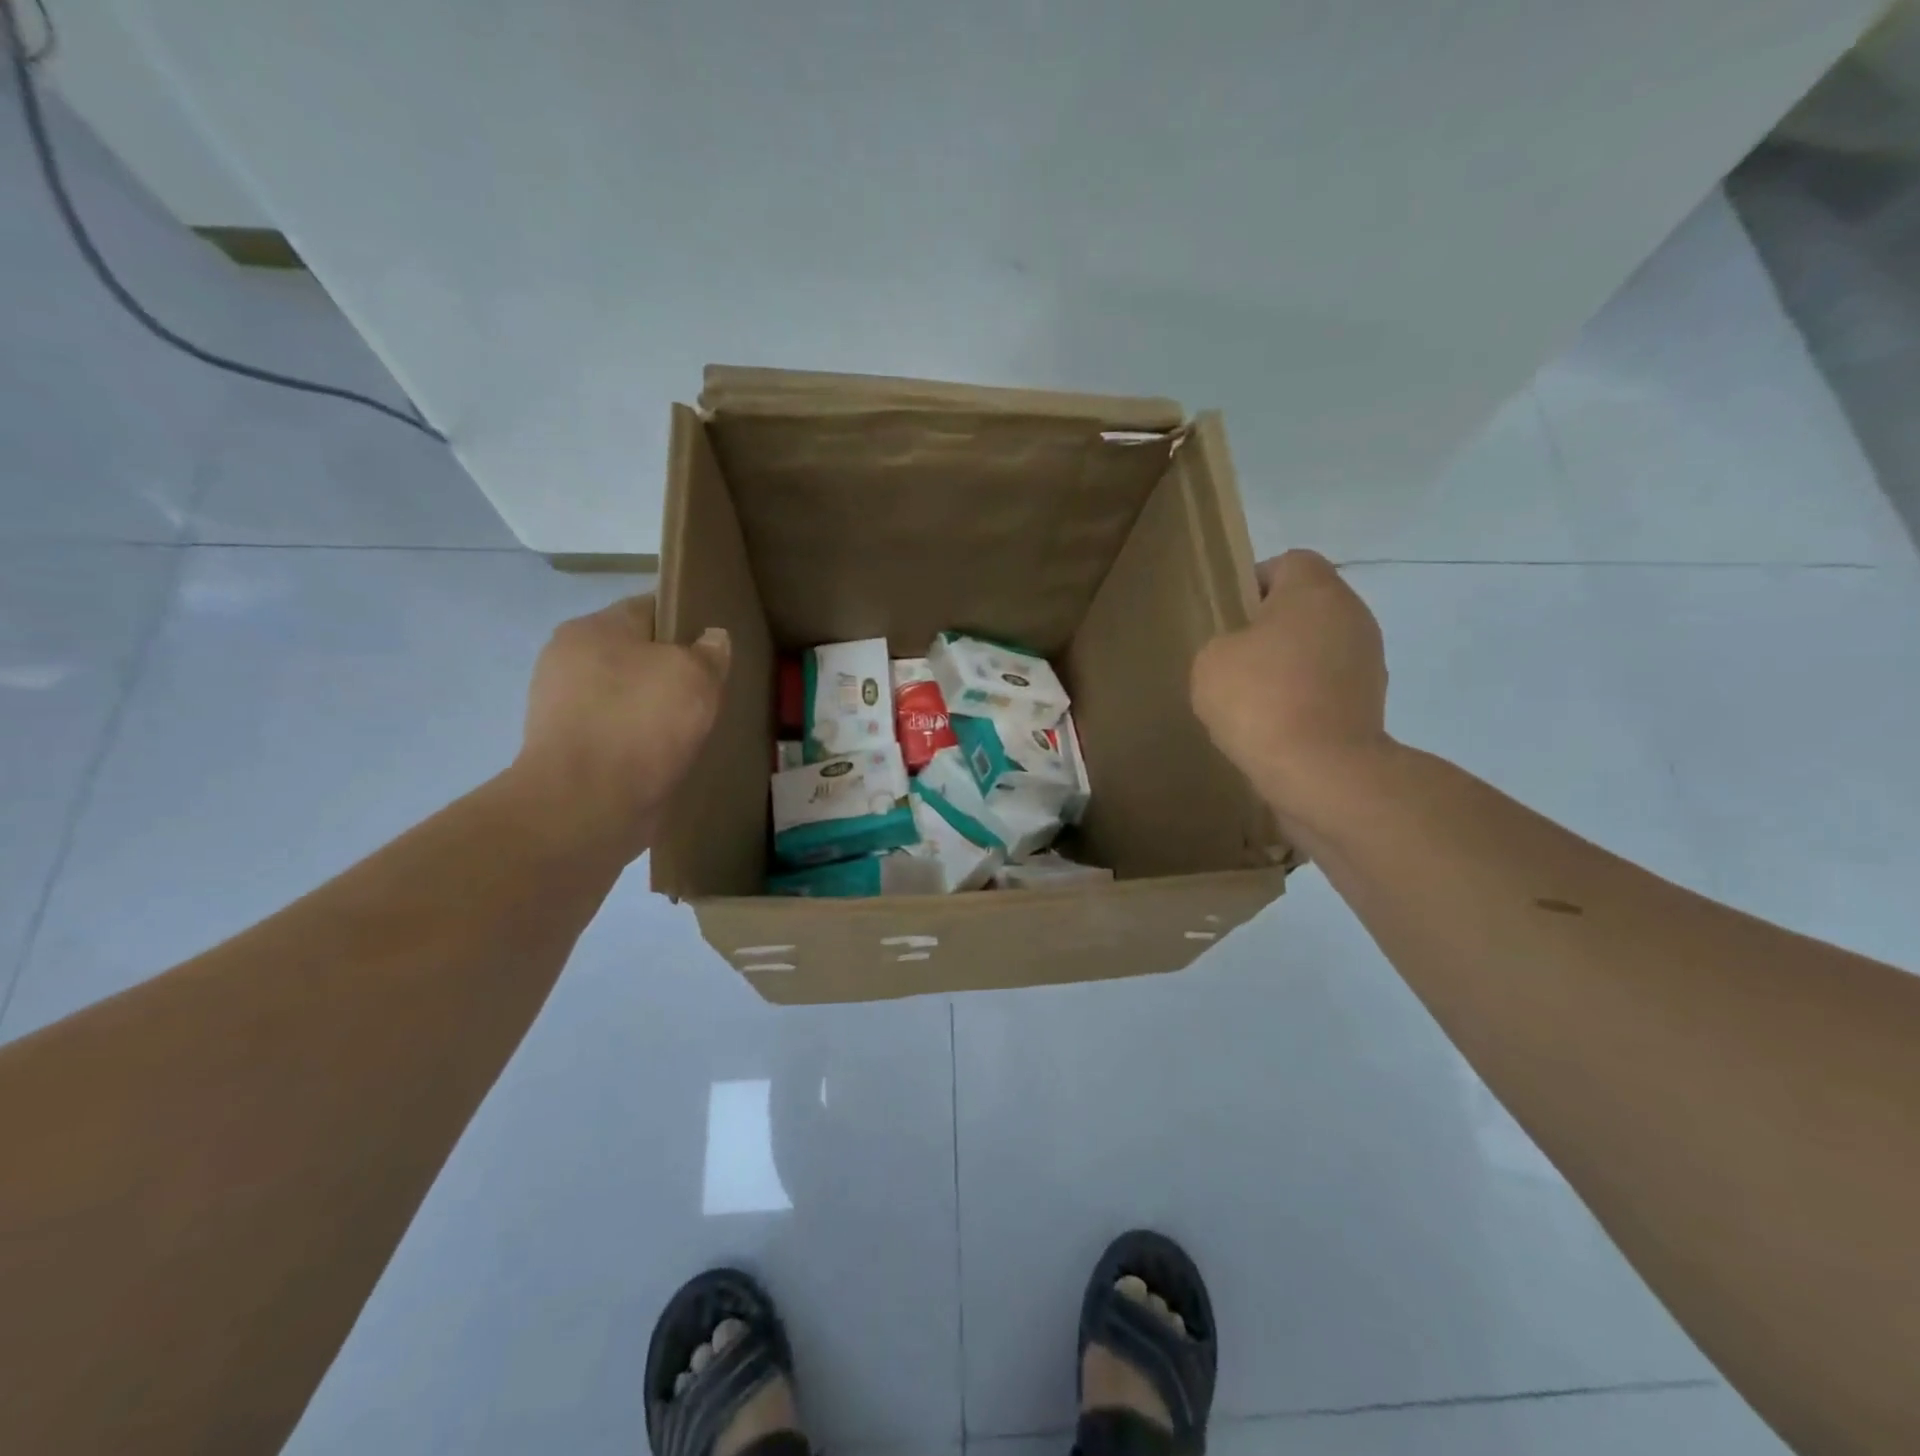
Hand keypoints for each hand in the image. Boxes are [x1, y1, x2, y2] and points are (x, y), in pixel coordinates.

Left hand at [513, 594, 729, 857]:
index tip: (718, 643)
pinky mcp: (573, 753)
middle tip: (716, 687)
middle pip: (638, 655)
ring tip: (699, 725)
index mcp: (591, 630)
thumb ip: (709, 651)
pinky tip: (673, 754)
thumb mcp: (694, 674)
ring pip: (631, 698)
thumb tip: (712, 640)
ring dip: (661, 710)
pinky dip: (646, 742)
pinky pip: (622, 735)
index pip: (649, 608)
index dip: (688, 619)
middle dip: (675, 670)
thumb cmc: (640, 723)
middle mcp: (570, 663)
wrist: (586, 806)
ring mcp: (566, 710)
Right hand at [1191, 550, 1389, 813]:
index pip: (1288, 562)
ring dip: (1289, 664)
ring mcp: (1368, 660)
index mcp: (1315, 591)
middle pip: (1306, 606)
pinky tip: (1275, 724)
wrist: (1322, 771)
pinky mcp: (1371, 702)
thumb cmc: (1260, 699)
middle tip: (1234, 659)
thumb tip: (1245, 653)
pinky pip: (1328, 685)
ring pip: (1318, 647)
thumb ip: (1224, 642)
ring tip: (1253, 699)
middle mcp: (1352, 615)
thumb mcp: (1211, 660)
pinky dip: (1304, 697)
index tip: (1229, 617)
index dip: (1254, 582)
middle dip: (1271, 628)